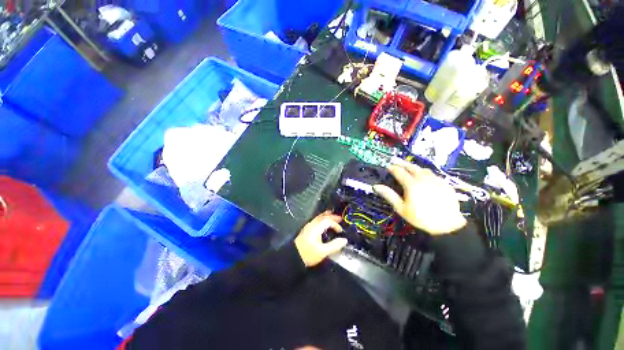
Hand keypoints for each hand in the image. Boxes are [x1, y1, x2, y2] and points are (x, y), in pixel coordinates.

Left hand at [295, 211, 347, 266]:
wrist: (293, 256)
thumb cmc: (308, 254)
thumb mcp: (323, 252)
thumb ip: (334, 245)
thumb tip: (344, 240)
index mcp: (316, 228)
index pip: (328, 221)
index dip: (335, 224)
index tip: (340, 231)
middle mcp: (312, 224)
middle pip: (323, 217)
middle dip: (332, 216)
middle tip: (340, 218)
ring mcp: (308, 226)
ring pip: (319, 217)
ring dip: (327, 216)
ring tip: (333, 216)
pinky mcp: (306, 229)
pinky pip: (316, 220)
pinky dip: (322, 219)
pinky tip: (324, 223)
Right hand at [373, 163, 466, 234]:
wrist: (447, 225)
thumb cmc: (420, 217)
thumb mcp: (401, 208)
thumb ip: (389, 195)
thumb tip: (376, 186)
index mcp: (412, 184)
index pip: (400, 172)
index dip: (393, 168)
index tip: (388, 166)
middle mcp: (423, 179)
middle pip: (412, 167)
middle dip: (403, 164)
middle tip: (397, 163)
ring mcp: (436, 180)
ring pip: (423, 169)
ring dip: (415, 167)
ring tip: (410, 168)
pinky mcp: (445, 184)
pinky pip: (433, 174)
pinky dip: (426, 173)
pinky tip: (425, 177)